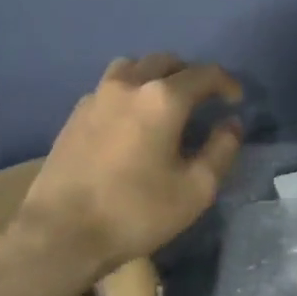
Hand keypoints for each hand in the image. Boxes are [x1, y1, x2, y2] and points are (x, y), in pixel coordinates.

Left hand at [13, 54, 244, 277]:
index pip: (205, 74)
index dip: (227, 83)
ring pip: (133, 67)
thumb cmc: (136, 212)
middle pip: (167, 62)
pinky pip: (110, 87)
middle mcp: (129, 84)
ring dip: (156, 77)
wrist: (60, 233)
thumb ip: (221, 150)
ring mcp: (97, 96)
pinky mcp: (75, 114)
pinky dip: (129, 92)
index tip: (236, 101)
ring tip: (165, 103)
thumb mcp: (196, 189)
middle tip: (203, 101)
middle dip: (191, 76)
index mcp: (163, 98)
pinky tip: (131, 121)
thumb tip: (231, 124)